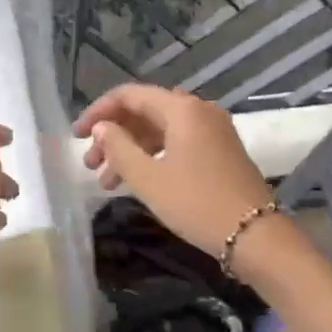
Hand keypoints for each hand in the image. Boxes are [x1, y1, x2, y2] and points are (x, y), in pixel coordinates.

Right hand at [74, 85, 273, 259]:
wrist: (255, 236)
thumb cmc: (196, 203)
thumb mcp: (148, 178)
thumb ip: (118, 148)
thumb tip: (102, 128)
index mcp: (182, 109)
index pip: (130, 95)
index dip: (98, 112)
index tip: (76, 136)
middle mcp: (199, 111)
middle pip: (145, 112)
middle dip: (113, 135)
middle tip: (90, 165)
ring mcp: (213, 131)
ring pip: (160, 131)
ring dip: (131, 150)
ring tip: (107, 182)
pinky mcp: (220, 151)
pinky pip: (178, 143)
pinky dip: (153, 157)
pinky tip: (137, 181)